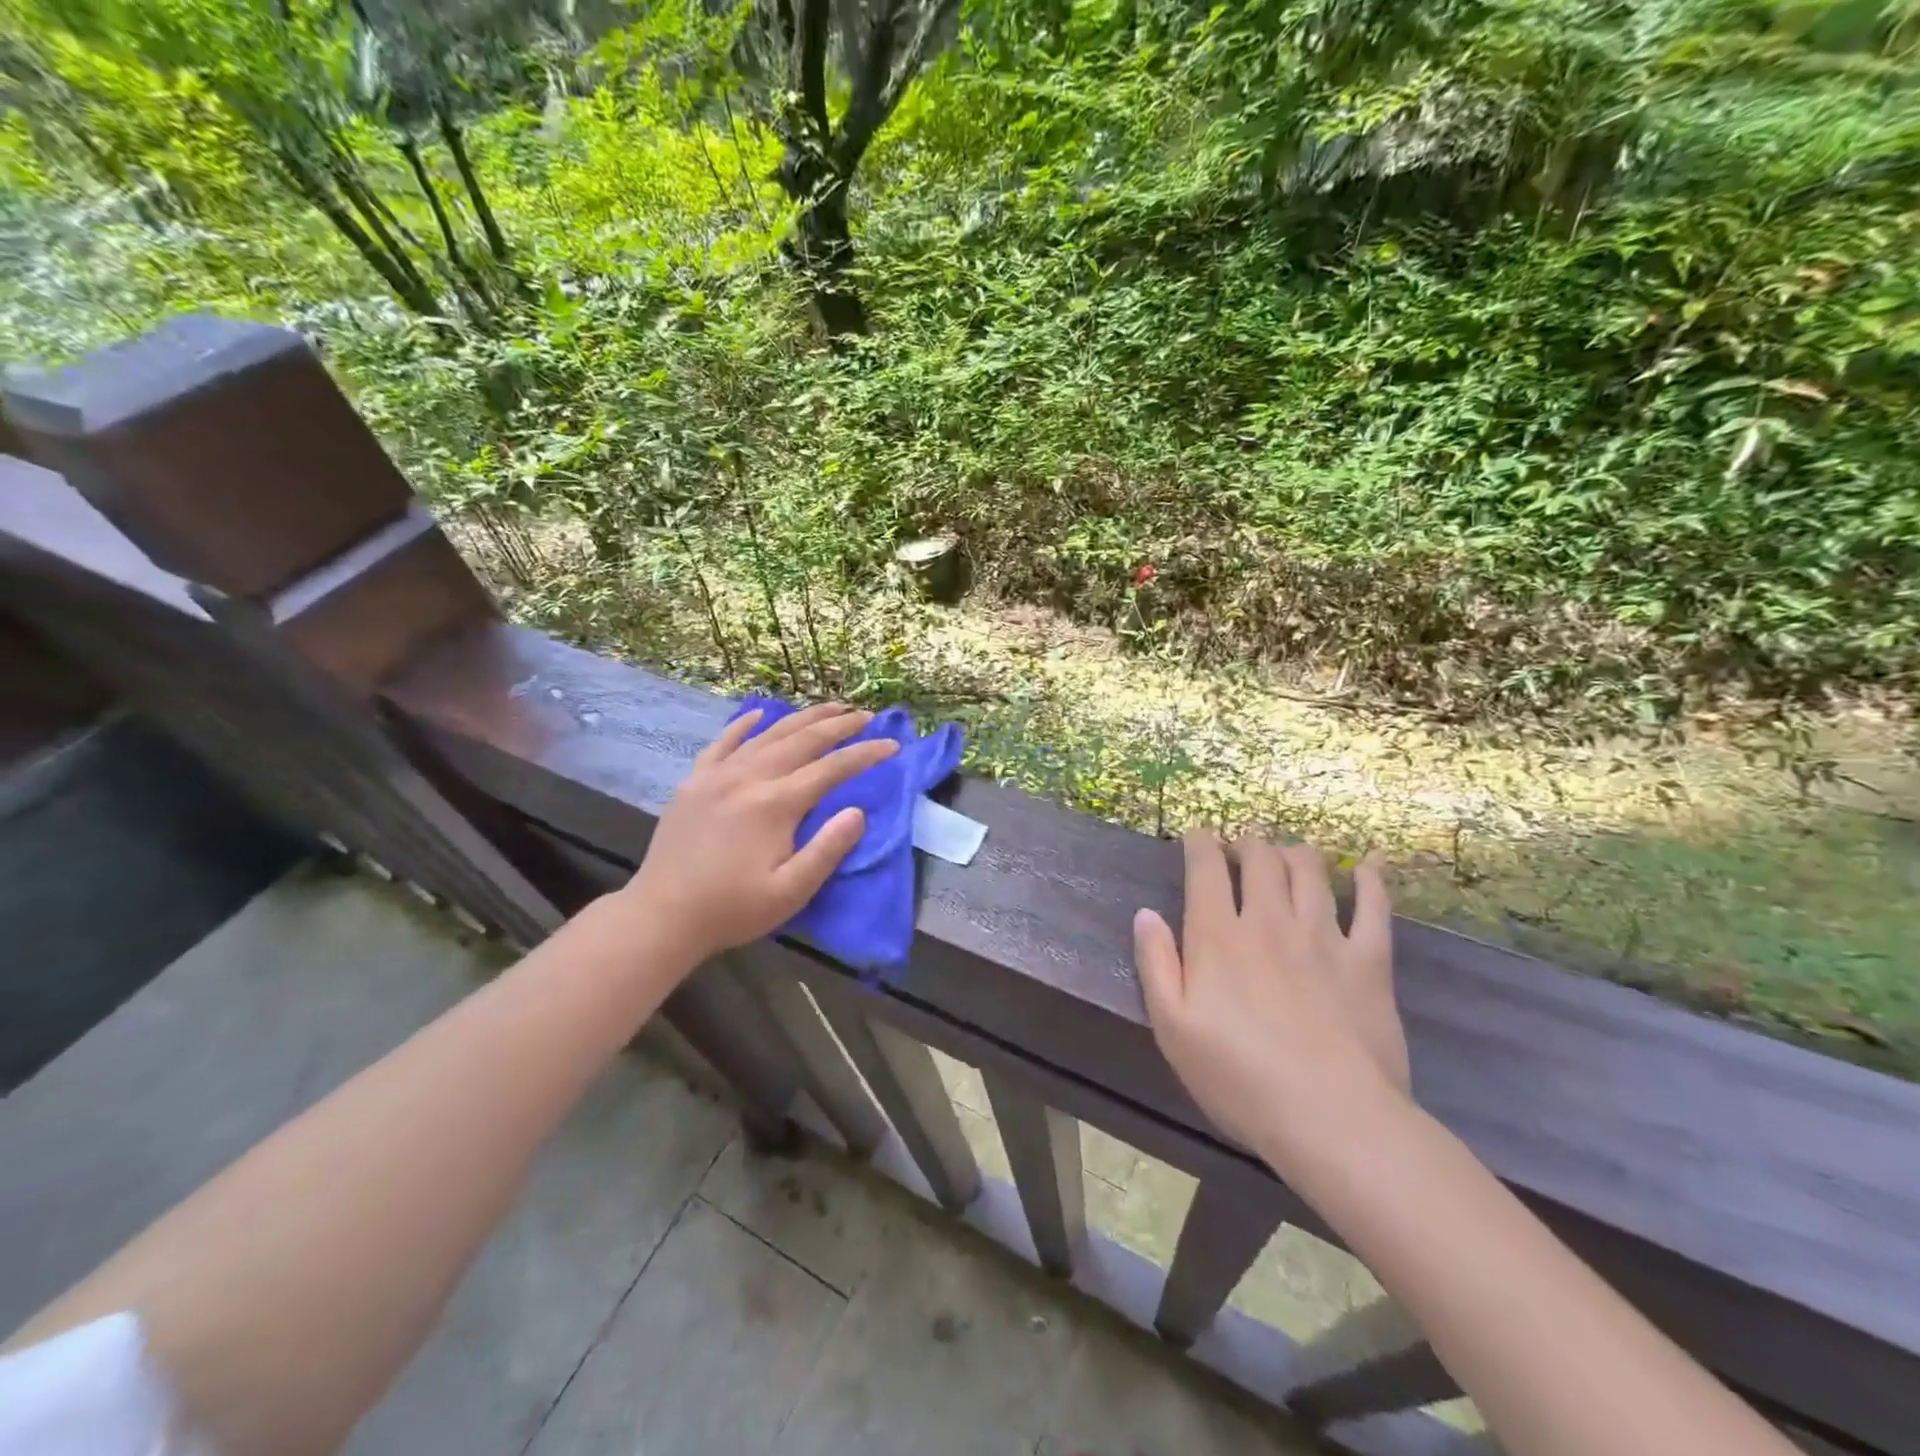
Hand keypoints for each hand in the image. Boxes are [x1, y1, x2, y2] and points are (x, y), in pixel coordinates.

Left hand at [619, 703, 897, 964]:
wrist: (662, 916)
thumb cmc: (732, 909)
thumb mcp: (790, 892)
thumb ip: (827, 850)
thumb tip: (858, 812)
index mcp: (775, 804)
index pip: (831, 769)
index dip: (864, 754)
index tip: (892, 745)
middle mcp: (748, 778)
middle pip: (802, 740)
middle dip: (838, 725)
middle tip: (866, 715)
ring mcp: (717, 776)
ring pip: (767, 734)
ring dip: (802, 718)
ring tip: (829, 707)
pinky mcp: (694, 782)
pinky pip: (722, 743)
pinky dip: (743, 725)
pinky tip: (758, 714)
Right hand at [1133, 834, 1409, 1168]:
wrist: (1331, 1119)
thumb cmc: (1239, 1078)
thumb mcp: (1173, 1028)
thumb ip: (1156, 964)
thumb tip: (1145, 914)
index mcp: (1219, 936)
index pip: (1206, 868)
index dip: (1200, 843)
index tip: (1197, 837)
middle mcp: (1270, 921)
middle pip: (1260, 858)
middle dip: (1247, 843)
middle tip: (1241, 849)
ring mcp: (1324, 936)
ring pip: (1310, 870)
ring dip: (1295, 852)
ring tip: (1288, 854)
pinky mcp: (1369, 960)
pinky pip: (1374, 905)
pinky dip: (1371, 878)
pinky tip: (1369, 863)